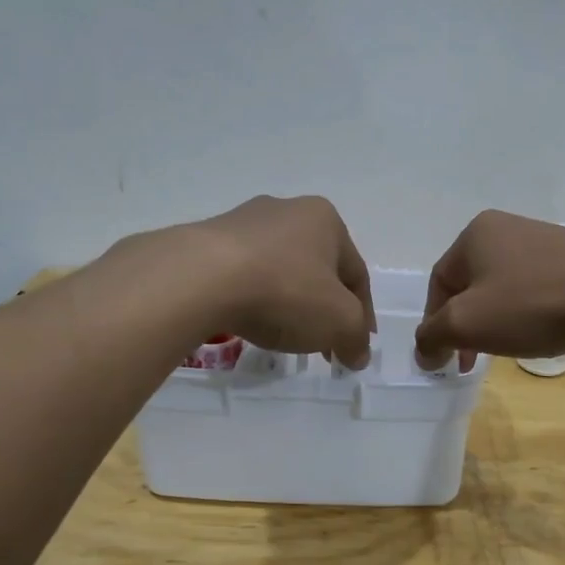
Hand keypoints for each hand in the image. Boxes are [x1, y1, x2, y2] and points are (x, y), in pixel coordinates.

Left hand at [187, 195, 374, 366]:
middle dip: (325, 309)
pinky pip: (245, 274)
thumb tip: (358, 354)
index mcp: (325, 219)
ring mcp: (244, 222)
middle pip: (318, 270)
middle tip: (324, 345)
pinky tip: (251, 320)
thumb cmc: (285, 291)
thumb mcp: (339, 322)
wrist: (201, 278)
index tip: (356, 347)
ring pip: (281, 270)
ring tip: (285, 335)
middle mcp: (287, 210)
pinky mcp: (209, 240)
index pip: (356, 275)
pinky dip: (256, 298)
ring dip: (290, 302)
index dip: (362, 315)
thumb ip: (356, 338)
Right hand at [414, 210, 564, 370]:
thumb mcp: (466, 324)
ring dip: (497, 319)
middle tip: (472, 358)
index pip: (439, 282)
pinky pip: (536, 286)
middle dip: (467, 323)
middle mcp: (508, 226)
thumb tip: (423, 352)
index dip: (434, 323)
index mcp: (476, 233)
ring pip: (504, 286)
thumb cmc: (529, 306)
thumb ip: (432, 337)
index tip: (445, 358)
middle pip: (471, 284)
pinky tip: (542, 330)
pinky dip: (529, 311)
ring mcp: (546, 239)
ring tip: (508, 346)